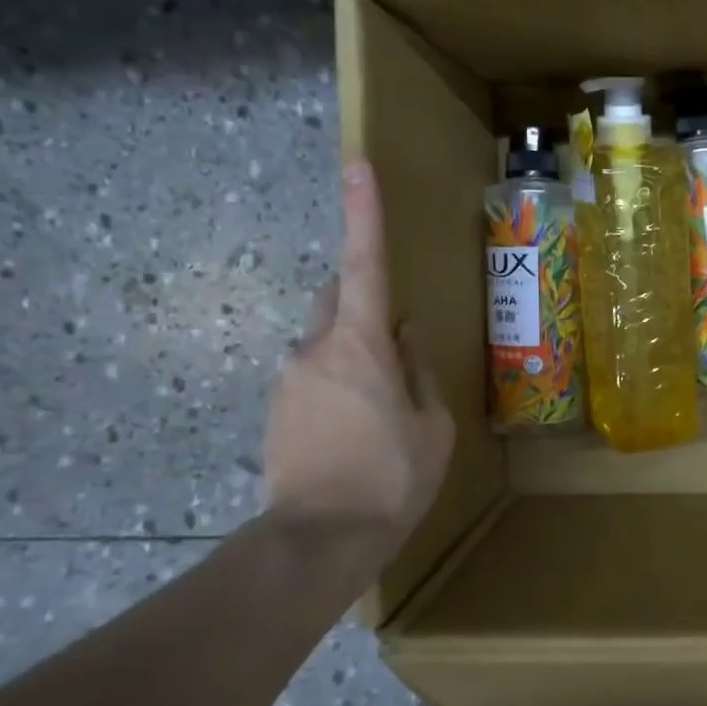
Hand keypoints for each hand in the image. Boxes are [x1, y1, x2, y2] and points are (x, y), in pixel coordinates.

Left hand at [265, 159, 453, 534]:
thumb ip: (419, 369)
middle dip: (364, 304)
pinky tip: (355, 431)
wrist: (319, 540)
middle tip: (396, 348)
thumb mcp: (432, 425)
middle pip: (338, 299)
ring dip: (353, 356)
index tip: (356, 165)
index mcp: (360, 344)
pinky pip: (312, 377)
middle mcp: (314, 348)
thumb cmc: (392, 477)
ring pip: (325, 343)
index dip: (363, 213)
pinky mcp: (275, 410)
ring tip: (381, 411)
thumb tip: (405, 333)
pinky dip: (336, 385)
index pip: (364, 263)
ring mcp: (288, 379)